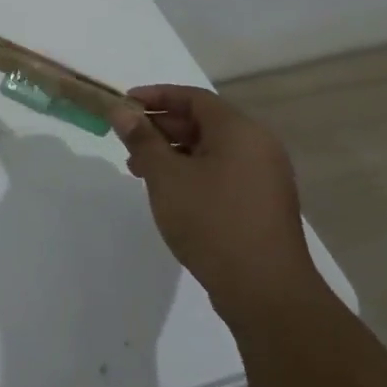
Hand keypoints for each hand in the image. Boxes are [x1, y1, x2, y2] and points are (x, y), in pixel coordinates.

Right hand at [109, 85, 318, 315]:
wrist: (264, 289)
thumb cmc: (211, 221)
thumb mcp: (166, 177)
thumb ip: (142, 140)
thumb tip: (122, 112)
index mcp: (239, 131)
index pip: (193, 98)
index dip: (155, 96)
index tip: (123, 104)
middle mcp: (258, 146)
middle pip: (203, 121)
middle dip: (160, 126)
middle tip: (125, 139)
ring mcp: (263, 176)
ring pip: (211, 149)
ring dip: (172, 152)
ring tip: (138, 169)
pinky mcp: (261, 203)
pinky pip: (221, 171)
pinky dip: (191, 171)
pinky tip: (168, 191)